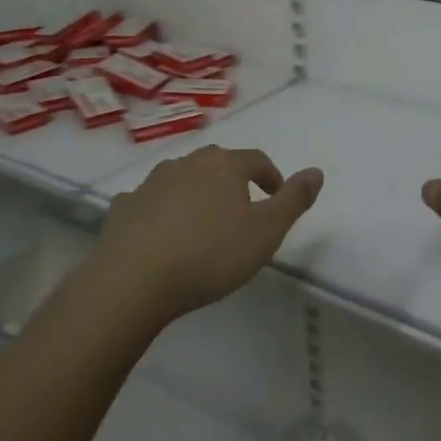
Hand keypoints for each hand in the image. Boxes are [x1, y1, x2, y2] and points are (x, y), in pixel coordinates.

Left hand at [95, 146, 321, 322]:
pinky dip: (157, 210)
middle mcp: (188, 164)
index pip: (256, 160)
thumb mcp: (266, 231)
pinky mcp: (123, 208)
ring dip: (193, 192)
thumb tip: (317, 171)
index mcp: (224, 166)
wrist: (133, 280)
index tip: (276, 195)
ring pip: (180, 178)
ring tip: (200, 221)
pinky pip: (147, 202)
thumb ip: (293, 200)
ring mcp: (151, 183)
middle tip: (240, 207)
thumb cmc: (210, 254)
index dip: (270, 176)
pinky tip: (158, 232)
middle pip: (216, 163)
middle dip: (231, 180)